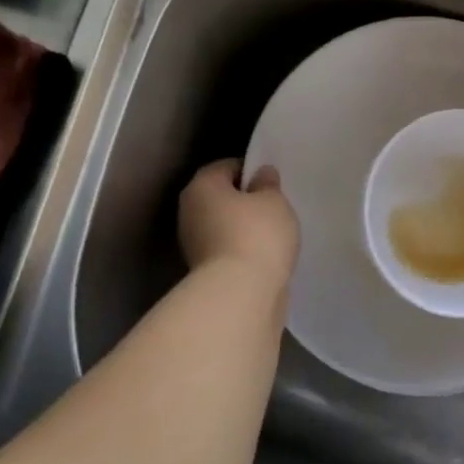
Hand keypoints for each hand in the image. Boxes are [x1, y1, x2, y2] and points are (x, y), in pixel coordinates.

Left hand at [177, 159, 298, 287]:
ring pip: (224, 225)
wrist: (240, 296)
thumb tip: (261, 175)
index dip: (251, 170)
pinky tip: (265, 255)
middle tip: (274, 206)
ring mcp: (193, 244)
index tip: (272, 182)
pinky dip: (243, 250)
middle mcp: (189, 211)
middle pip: (221, 197)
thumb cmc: (257, 235)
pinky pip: (227, 249)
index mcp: (201, 186)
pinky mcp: (203, 272)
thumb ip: (268, 184)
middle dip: (245, 200)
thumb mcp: (274, 200)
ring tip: (274, 234)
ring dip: (244, 227)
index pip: (227, 167)